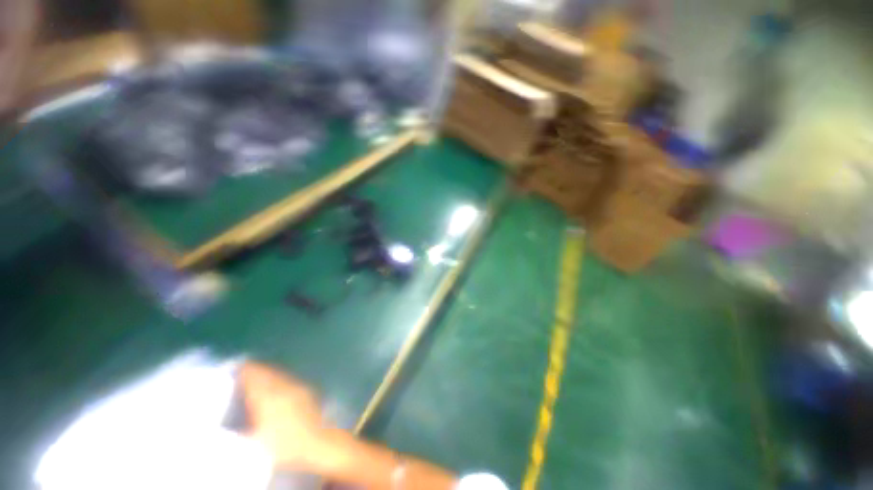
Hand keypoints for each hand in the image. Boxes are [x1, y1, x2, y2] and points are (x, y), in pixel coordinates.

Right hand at [239, 362, 336, 471]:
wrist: (317, 441)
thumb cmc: (284, 444)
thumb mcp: (255, 441)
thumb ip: (241, 430)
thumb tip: (229, 425)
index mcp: (267, 397)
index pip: (254, 376)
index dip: (245, 370)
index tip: (235, 367)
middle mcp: (282, 387)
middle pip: (267, 372)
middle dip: (255, 370)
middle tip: (243, 371)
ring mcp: (296, 387)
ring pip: (278, 374)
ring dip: (267, 373)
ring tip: (257, 376)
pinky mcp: (305, 390)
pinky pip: (288, 379)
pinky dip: (278, 379)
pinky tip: (275, 386)